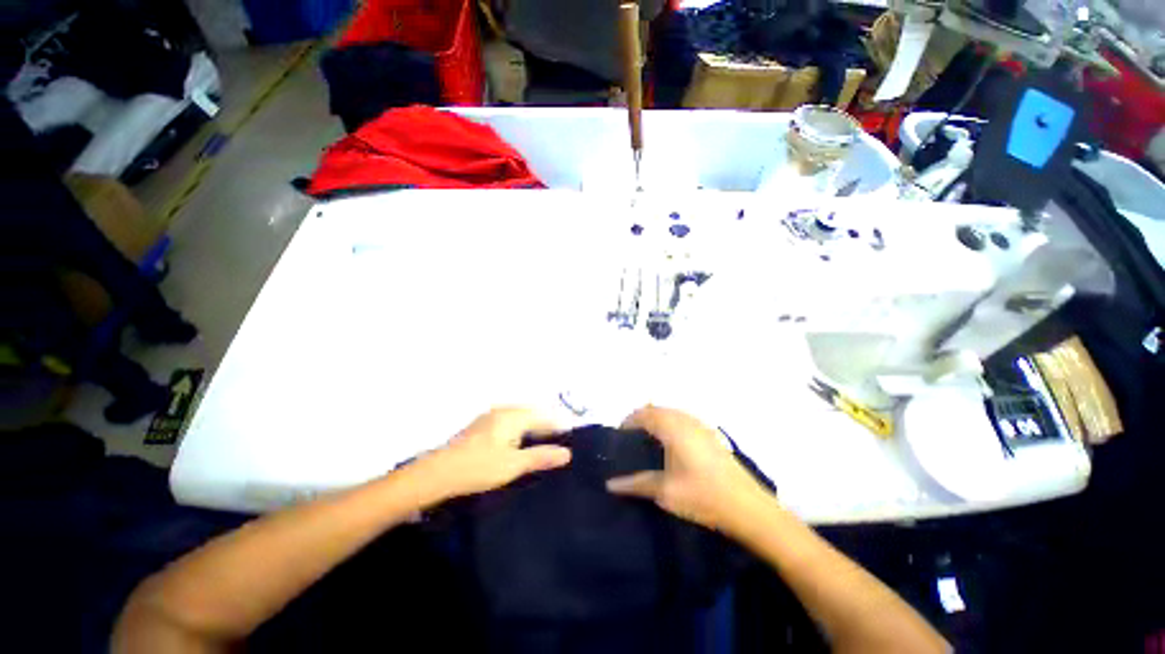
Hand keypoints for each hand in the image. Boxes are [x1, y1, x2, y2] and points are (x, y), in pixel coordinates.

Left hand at [418, 407, 571, 502]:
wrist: (438, 473)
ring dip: (532, 430)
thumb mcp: (514, 465)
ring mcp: (490, 417)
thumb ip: (541, 457)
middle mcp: (503, 411)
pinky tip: (519, 447)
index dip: (558, 426)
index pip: (544, 416)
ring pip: (520, 419)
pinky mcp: (481, 427)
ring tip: (542, 447)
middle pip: (532, 415)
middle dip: (546, 427)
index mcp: (513, 415)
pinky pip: (508, 424)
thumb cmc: (479, 467)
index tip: (570, 439)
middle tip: (558, 445)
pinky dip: (519, 433)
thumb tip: (567, 453)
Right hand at [606, 406, 770, 533]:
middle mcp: (686, 419)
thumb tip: (609, 484)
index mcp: (673, 427)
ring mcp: (701, 425)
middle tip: (630, 440)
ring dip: (657, 420)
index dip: (628, 421)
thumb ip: (636, 484)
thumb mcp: (665, 491)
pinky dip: (671, 424)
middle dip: (641, 419)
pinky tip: (672, 445)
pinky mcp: (711, 434)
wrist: (748, 507)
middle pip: (657, 410)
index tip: (618, 436)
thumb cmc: (703, 496)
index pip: (643, 414)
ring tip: (647, 441)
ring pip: (671, 413)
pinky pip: (683, 419)